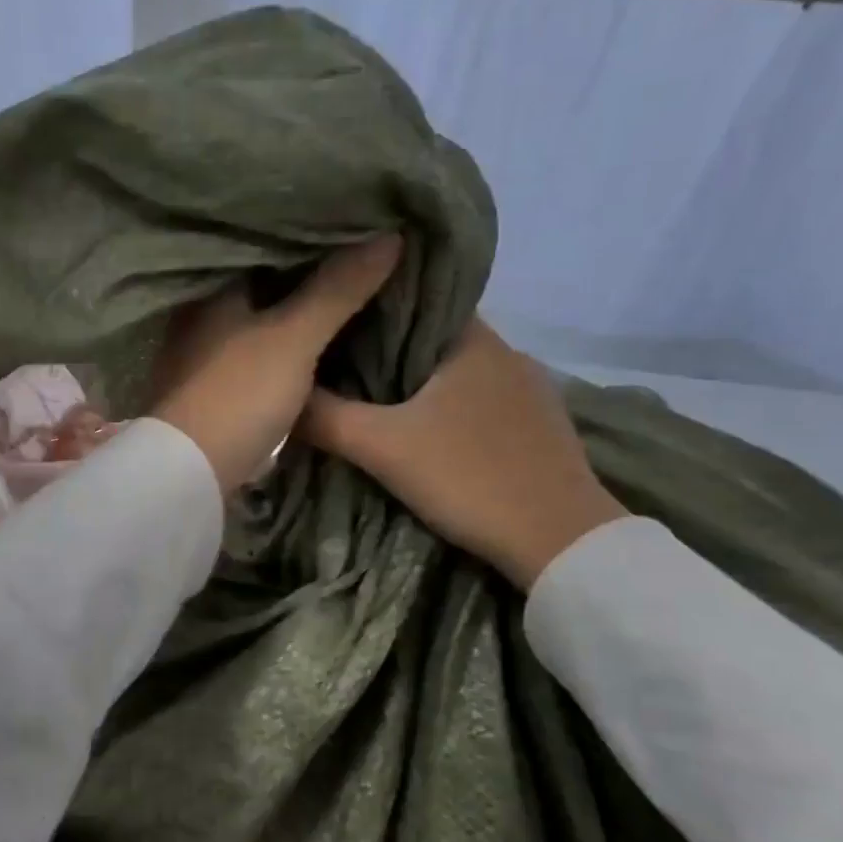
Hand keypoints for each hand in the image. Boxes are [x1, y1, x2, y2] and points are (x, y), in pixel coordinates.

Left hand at [151, 237, 401, 493]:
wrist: (191, 473)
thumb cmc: (239, 393)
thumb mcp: (294, 336)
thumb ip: (338, 288)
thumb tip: (389, 234)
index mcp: (212, 291)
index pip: (262, 246)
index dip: (306, 237)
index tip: (349, 227)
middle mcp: (200, 317)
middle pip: (261, 286)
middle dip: (303, 277)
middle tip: (356, 259)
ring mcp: (202, 356)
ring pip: (258, 322)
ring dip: (294, 314)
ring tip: (344, 295)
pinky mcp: (211, 391)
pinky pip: (255, 354)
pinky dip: (282, 347)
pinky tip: (311, 345)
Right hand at [300, 317, 628, 587]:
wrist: (559, 540)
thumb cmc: (469, 477)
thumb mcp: (383, 448)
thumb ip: (326, 418)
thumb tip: (283, 396)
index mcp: (473, 340)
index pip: (416, 301)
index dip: (373, 310)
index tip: (336, 325)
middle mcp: (508, 352)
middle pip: (436, 339)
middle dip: (392, 352)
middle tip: (343, 368)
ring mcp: (532, 390)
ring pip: (461, 373)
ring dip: (425, 383)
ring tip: (378, 400)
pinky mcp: (542, 426)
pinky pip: (484, 401)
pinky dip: (453, 407)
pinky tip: (432, 432)